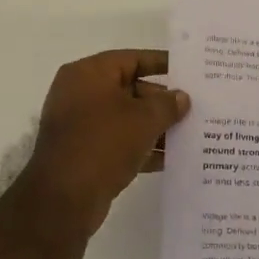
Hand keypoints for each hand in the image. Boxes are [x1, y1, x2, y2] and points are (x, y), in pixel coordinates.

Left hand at [14, 50, 190, 240]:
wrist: (63, 199)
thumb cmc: (103, 144)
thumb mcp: (143, 120)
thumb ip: (167, 104)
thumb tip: (181, 97)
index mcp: (89, 73)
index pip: (132, 59)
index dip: (162, 64)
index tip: (189, 71)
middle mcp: (81, 93)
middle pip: (130, 88)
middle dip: (162, 100)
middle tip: (195, 107)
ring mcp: (80, 124)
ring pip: (126, 118)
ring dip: (156, 126)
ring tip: (191, 133)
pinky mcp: (84, 152)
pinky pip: (119, 142)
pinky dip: (142, 147)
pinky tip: (171, 158)